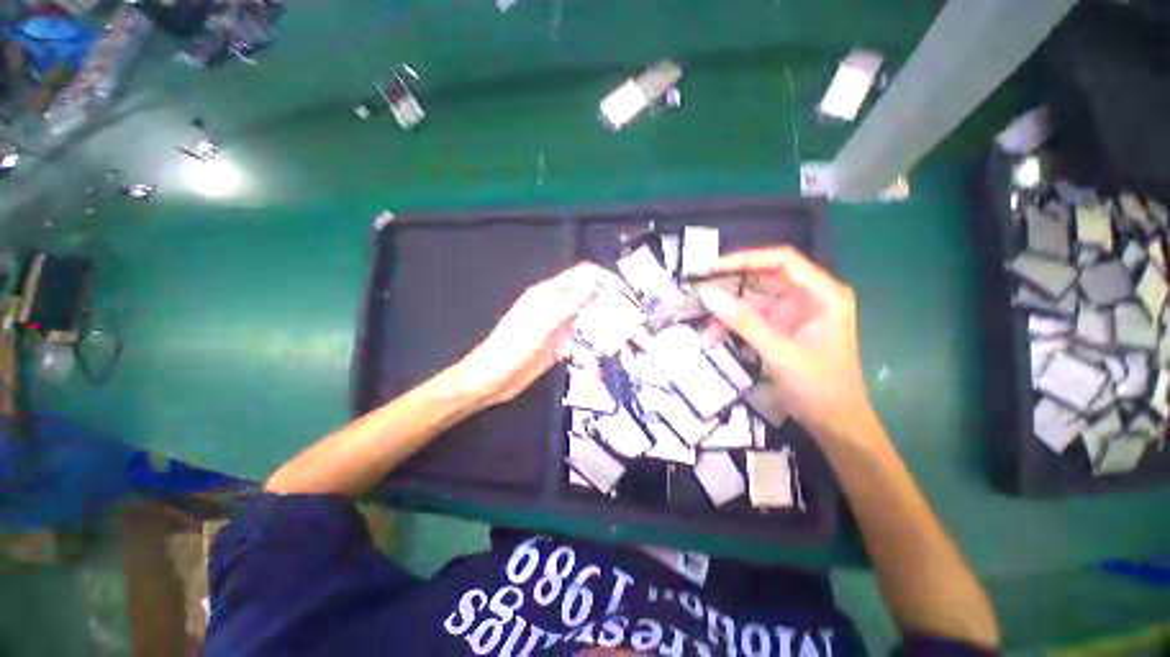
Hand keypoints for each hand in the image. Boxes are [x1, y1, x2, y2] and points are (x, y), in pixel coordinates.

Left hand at [454, 262, 623, 407]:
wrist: (487, 383)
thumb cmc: (507, 353)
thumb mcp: (536, 327)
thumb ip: (564, 305)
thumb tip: (593, 284)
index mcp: (548, 295)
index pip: (584, 276)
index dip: (607, 281)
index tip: (628, 297)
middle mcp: (556, 307)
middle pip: (592, 299)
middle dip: (613, 310)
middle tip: (635, 328)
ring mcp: (559, 327)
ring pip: (591, 323)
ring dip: (607, 334)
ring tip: (624, 349)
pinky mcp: (560, 346)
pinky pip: (584, 344)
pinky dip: (593, 352)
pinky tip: (598, 366)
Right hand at [697, 247, 873, 440]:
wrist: (834, 424)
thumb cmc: (819, 386)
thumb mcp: (779, 352)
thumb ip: (743, 322)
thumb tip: (707, 295)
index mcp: (822, 294)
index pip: (782, 261)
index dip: (747, 259)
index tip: (713, 268)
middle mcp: (807, 297)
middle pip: (763, 278)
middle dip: (731, 285)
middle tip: (699, 289)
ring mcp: (791, 314)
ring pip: (751, 300)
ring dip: (726, 311)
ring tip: (703, 322)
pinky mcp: (778, 330)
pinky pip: (749, 320)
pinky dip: (731, 326)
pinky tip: (714, 337)